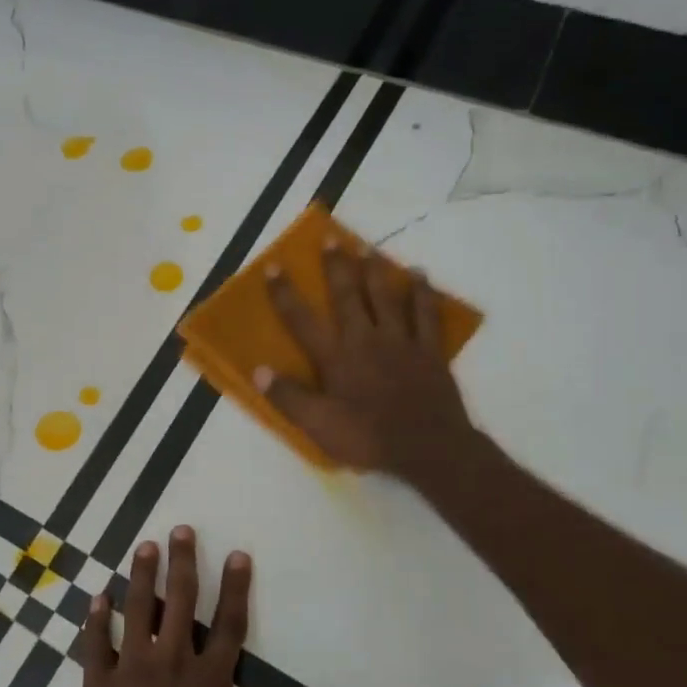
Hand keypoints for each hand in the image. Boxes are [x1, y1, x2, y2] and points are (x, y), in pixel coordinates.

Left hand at [73, 526, 297, 686]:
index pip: (229, 627)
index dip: (236, 588)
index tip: (238, 554)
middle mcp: (173, 666)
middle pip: (181, 602)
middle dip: (184, 562)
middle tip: (181, 529)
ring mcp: (132, 670)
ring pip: (138, 610)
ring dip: (141, 576)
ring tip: (143, 545)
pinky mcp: (98, 685)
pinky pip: (96, 643)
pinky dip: (96, 619)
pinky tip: (97, 597)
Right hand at [257, 240, 477, 487]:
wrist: (428, 448)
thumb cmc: (368, 438)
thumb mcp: (319, 425)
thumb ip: (288, 397)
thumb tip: (257, 370)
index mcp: (336, 357)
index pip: (302, 320)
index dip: (285, 293)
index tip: (274, 266)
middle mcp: (365, 339)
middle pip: (347, 295)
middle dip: (336, 266)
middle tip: (331, 238)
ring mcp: (401, 341)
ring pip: (386, 297)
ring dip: (375, 271)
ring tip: (368, 247)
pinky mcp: (429, 350)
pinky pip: (426, 314)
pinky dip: (423, 293)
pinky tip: (420, 275)